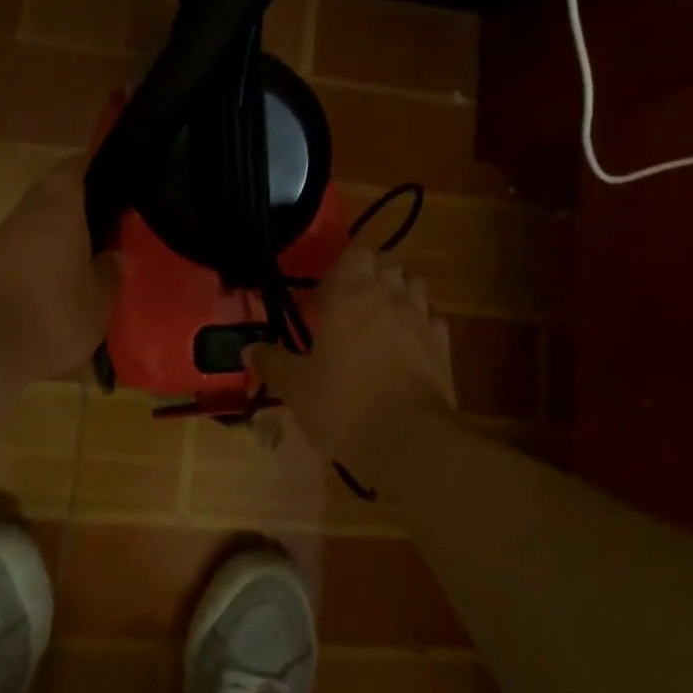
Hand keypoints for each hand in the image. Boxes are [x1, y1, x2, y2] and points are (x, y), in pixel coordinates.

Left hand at [0, 157, 119, 380]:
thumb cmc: (52, 312)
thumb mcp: (98, 300)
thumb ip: (109, 273)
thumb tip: (114, 256)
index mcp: (59, 207)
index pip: (75, 167)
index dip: (96, 168)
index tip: (118, 179)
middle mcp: (26, 214)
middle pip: (54, 197)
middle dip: (81, 209)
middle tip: (111, 224)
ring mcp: (0, 242)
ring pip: (37, 227)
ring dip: (60, 238)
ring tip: (90, 256)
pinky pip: (23, 255)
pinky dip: (42, 263)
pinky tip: (60, 284)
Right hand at [246, 246, 454, 485]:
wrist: (408, 440)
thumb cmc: (343, 404)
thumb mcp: (296, 387)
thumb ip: (273, 362)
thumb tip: (248, 349)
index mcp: (351, 295)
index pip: (357, 252)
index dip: (342, 267)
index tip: (325, 297)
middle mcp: (390, 296)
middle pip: (388, 264)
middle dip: (371, 276)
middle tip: (349, 307)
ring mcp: (422, 319)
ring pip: (415, 285)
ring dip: (399, 293)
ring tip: (381, 321)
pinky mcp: (444, 346)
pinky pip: (434, 318)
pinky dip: (422, 322)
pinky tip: (408, 344)